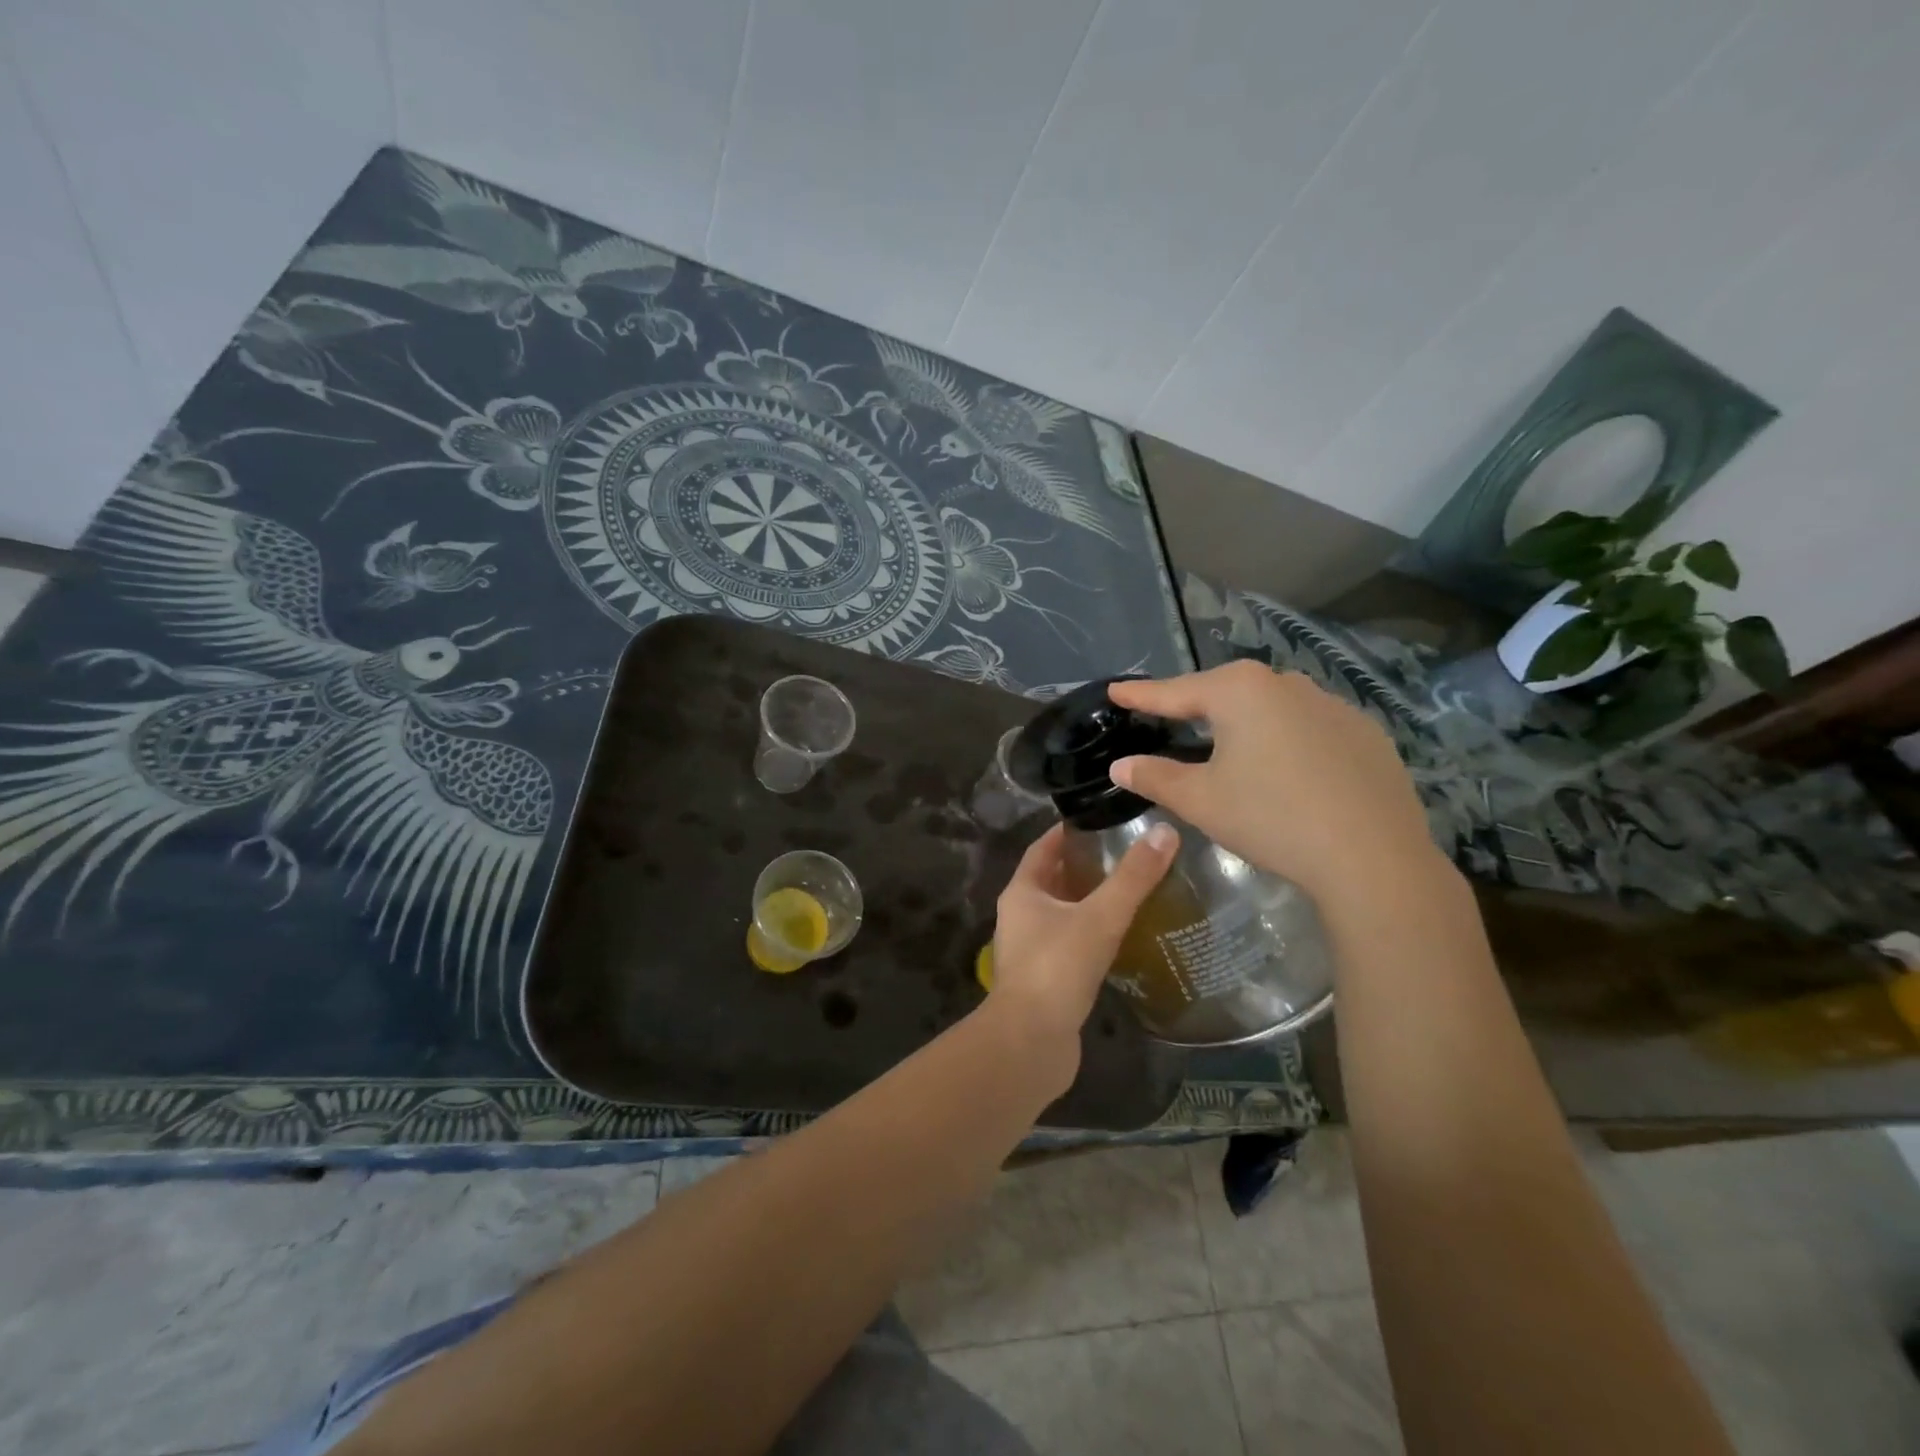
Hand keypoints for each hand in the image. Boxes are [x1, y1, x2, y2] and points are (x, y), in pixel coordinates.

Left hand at [986, 821, 1177, 1079]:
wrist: (1030, 1042)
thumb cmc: (1057, 968)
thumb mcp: (1099, 917)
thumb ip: (1132, 878)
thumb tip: (1165, 832)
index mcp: (1022, 892)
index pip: (1043, 848)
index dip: (1067, 832)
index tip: (1099, 819)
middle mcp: (1020, 916)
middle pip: (1053, 880)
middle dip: (1084, 866)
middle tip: (1126, 853)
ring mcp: (1030, 950)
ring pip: (1062, 914)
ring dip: (1089, 901)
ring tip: (1131, 890)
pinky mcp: (1045, 979)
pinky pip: (1070, 944)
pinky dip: (1092, 934)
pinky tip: (1122, 937)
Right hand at [1108, 662, 1443, 913]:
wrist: (1372, 856)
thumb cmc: (1271, 818)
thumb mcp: (1201, 800)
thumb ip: (1155, 776)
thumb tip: (1121, 764)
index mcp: (1240, 691)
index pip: (1175, 691)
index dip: (1141, 694)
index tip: (1115, 690)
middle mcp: (1286, 683)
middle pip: (1226, 691)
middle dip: (1195, 704)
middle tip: (1169, 717)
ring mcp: (1333, 704)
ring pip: (1272, 706)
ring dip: (1245, 721)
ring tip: (1230, 744)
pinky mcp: (1365, 732)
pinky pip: (1310, 726)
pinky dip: (1288, 739)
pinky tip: (1289, 769)